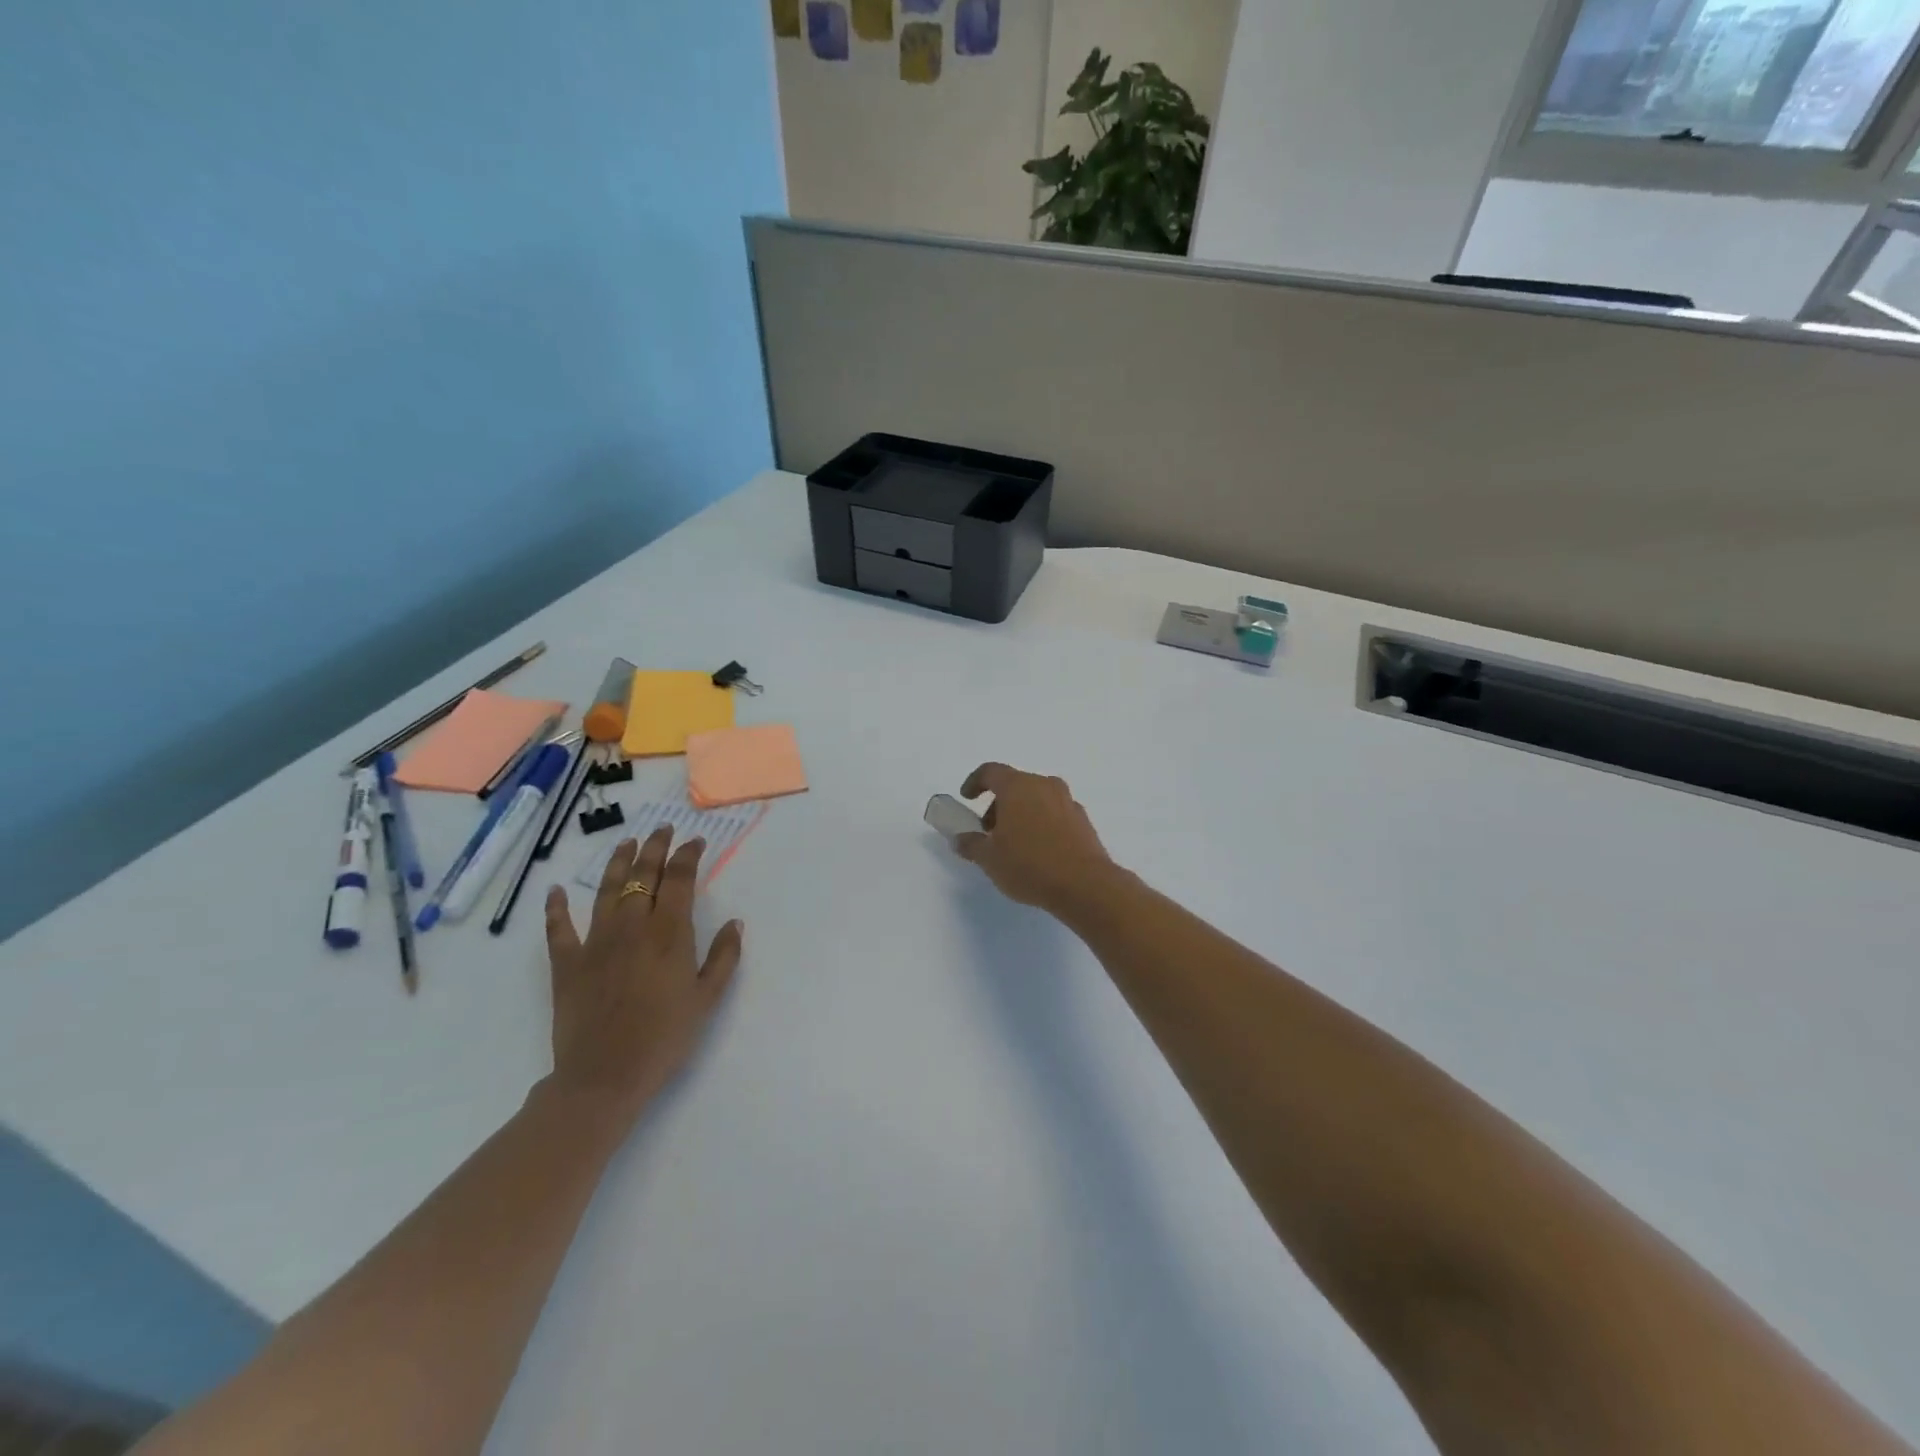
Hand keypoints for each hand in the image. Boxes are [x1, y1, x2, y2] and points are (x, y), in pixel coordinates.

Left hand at [541, 827, 743, 1122]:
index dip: (688, 856)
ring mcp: (595, 942)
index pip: (680, 880)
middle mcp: (632, 926)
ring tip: (625, 843)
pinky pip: (559, 928)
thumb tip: (735, 922)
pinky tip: (556, 891)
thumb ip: (724, 957)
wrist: (604, 1076)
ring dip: (617, 863)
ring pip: (607, 891)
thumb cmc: (665, 1038)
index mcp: (669, 933)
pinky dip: (557, 908)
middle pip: (643, 876)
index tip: (695, 841)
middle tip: (662, 830)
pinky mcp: (567, 963)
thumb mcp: (707, 999)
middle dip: (655, 848)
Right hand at [953, 763, 1120, 914]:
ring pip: (1037, 798)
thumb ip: (971, 844)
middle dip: (998, 804)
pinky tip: (1038, 851)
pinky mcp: (1083, 820)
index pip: (991, 771)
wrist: (1085, 885)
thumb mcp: (989, 859)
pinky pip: (1055, 813)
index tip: (967, 798)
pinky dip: (1042, 823)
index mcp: (1018, 786)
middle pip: (1015, 785)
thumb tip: (960, 839)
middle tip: (989, 831)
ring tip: (1014, 844)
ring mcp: (1068, 801)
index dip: (975, 782)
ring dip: (1021, 814)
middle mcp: (1044, 785)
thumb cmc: (1029, 865)